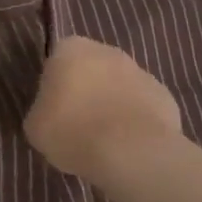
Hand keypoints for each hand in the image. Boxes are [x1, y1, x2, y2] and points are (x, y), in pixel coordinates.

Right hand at [24, 35, 181, 180]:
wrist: (131, 153)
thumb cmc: (72, 131)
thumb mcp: (35, 127)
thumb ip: (41, 112)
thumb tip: (50, 115)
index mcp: (70, 48)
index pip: (56, 62)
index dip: (55, 88)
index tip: (55, 113)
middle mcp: (106, 50)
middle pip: (91, 70)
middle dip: (87, 92)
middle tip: (79, 127)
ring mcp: (140, 71)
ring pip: (119, 87)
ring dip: (113, 106)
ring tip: (108, 143)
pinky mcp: (165, 97)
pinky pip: (144, 108)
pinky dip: (138, 123)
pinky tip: (132, 148)